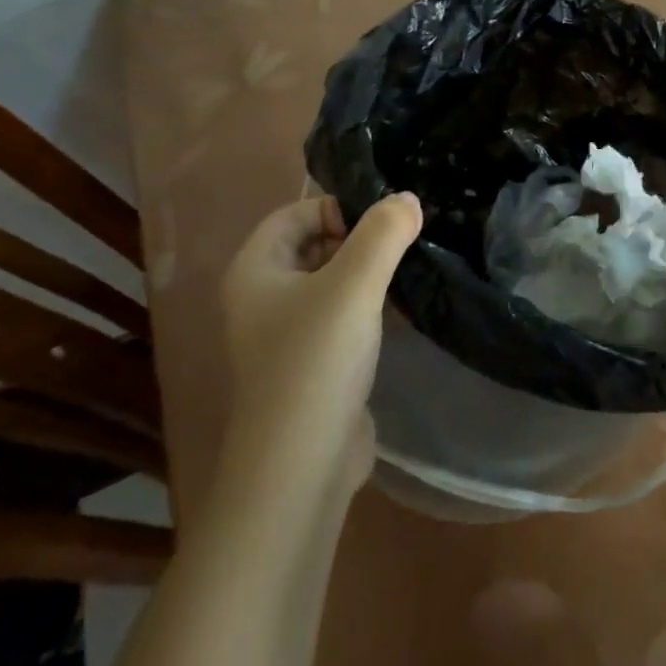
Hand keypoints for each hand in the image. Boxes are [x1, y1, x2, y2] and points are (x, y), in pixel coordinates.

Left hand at [219, 192, 421, 488]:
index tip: (384, 221)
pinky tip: (400, 307)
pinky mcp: (312, 364)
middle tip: (405, 239)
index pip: (295, 213)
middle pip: (313, 244)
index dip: (338, 208)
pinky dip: (367, 305)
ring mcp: (286, 334)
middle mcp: (262, 297)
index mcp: (255, 270)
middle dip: (358, 237)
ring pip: (330, 281)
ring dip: (367, 271)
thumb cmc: (316, 362)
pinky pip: (340, 316)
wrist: (300, 467)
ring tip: (410, 266)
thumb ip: (384, 234)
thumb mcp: (354, 285)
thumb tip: (408, 198)